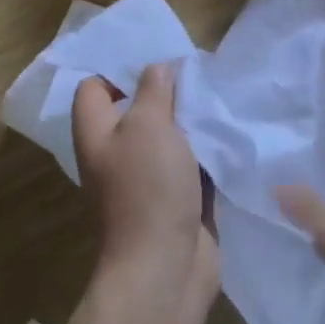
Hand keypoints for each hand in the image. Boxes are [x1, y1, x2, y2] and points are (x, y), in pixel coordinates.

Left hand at [73, 64, 218, 321]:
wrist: (165, 267)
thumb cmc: (148, 187)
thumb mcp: (149, 125)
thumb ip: (154, 91)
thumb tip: (157, 68)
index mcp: (98, 133)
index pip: (94, 88)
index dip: (119, 69)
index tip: (156, 56)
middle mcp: (117, 153)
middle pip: (137, 109)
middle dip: (166, 91)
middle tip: (197, 70)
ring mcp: (147, 178)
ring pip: (169, 136)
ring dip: (191, 120)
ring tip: (218, 94)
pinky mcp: (176, 198)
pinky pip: (191, 163)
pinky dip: (207, 149)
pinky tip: (230, 130)